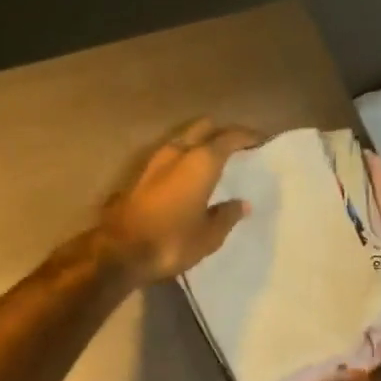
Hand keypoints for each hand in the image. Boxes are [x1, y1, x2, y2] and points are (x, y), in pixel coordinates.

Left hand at [97, 118, 258, 285]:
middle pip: (203, 128)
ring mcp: (154, 161)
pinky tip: (190, 175)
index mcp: (201, 161)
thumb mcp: (209, 235)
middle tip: (237, 147)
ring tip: (214, 160)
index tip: (261, 141)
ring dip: (199, 144)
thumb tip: (241, 204)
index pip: (229, 137)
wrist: (119, 252)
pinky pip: (169, 156)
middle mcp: (178, 152)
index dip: (247, 136)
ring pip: (183, 139)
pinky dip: (183, 158)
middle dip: (221, 133)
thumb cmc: (172, 241)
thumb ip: (227, 214)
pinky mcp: (139, 175)